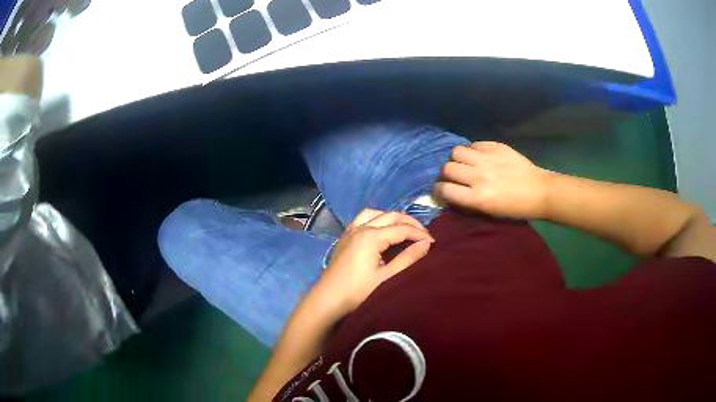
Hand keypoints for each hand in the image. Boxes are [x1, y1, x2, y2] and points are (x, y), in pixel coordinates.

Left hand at [316, 209, 434, 315]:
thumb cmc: (358, 292)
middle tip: (424, 234)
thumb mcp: (386, 278)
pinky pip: (362, 219)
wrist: (327, 300)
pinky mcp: (344, 237)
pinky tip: (381, 230)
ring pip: (375, 213)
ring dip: (392, 218)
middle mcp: (361, 228)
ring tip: (404, 229)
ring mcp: (350, 231)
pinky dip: (376, 219)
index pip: (402, 229)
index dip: (420, 234)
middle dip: (409, 223)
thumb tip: (426, 243)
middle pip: (390, 216)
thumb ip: (407, 258)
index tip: (433, 242)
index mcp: (371, 237)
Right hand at [434, 141, 549, 218]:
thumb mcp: (489, 212)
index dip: (438, 190)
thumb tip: (451, 192)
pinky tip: (479, 156)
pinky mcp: (496, 147)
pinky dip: (473, 150)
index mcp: (478, 197)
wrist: (539, 191)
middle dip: (446, 174)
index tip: (441, 190)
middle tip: (454, 177)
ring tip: (465, 163)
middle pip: (447, 168)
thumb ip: (468, 202)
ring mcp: (488, 159)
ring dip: (457, 159)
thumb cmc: (515, 208)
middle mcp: (479, 176)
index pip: (444, 189)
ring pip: (457, 151)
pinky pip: (474, 144)